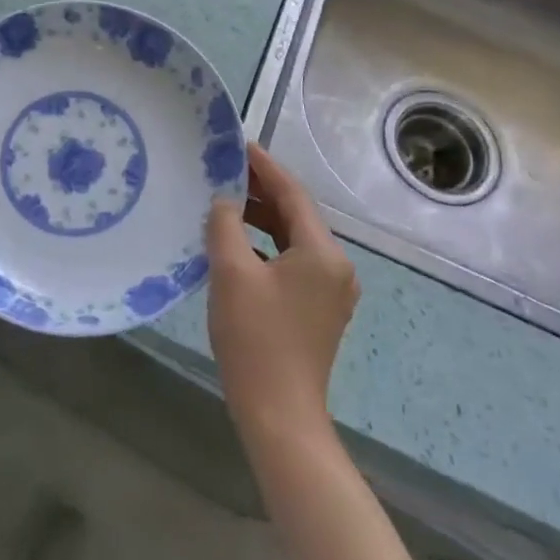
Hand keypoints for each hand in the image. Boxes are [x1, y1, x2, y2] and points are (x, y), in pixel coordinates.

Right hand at [207, 143, 359, 445]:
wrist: (279, 415)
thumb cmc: (255, 338)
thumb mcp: (232, 272)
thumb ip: (225, 225)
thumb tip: (224, 201)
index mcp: (322, 253)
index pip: (293, 194)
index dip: (265, 166)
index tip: (238, 144)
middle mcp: (336, 267)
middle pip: (296, 215)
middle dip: (261, 191)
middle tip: (225, 170)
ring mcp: (331, 291)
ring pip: (293, 239)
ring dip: (262, 219)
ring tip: (226, 202)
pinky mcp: (318, 310)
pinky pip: (292, 262)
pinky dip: (267, 246)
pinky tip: (237, 244)